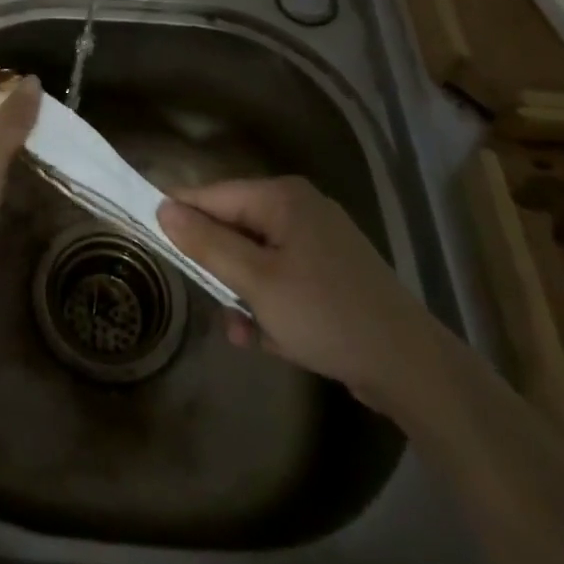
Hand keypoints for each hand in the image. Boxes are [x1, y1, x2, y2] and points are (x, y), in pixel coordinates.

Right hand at [156, 176, 440, 412]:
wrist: (410, 368)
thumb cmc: (325, 314)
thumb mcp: (256, 281)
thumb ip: (207, 243)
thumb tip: (163, 208)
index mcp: (282, 198)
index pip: (211, 195)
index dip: (180, 218)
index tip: (152, 242)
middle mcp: (299, 210)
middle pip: (233, 228)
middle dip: (220, 269)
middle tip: (215, 300)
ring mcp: (317, 243)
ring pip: (254, 260)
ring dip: (243, 296)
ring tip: (246, 331)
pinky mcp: (330, 275)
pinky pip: (280, 280)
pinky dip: (269, 306)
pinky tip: (269, 339)